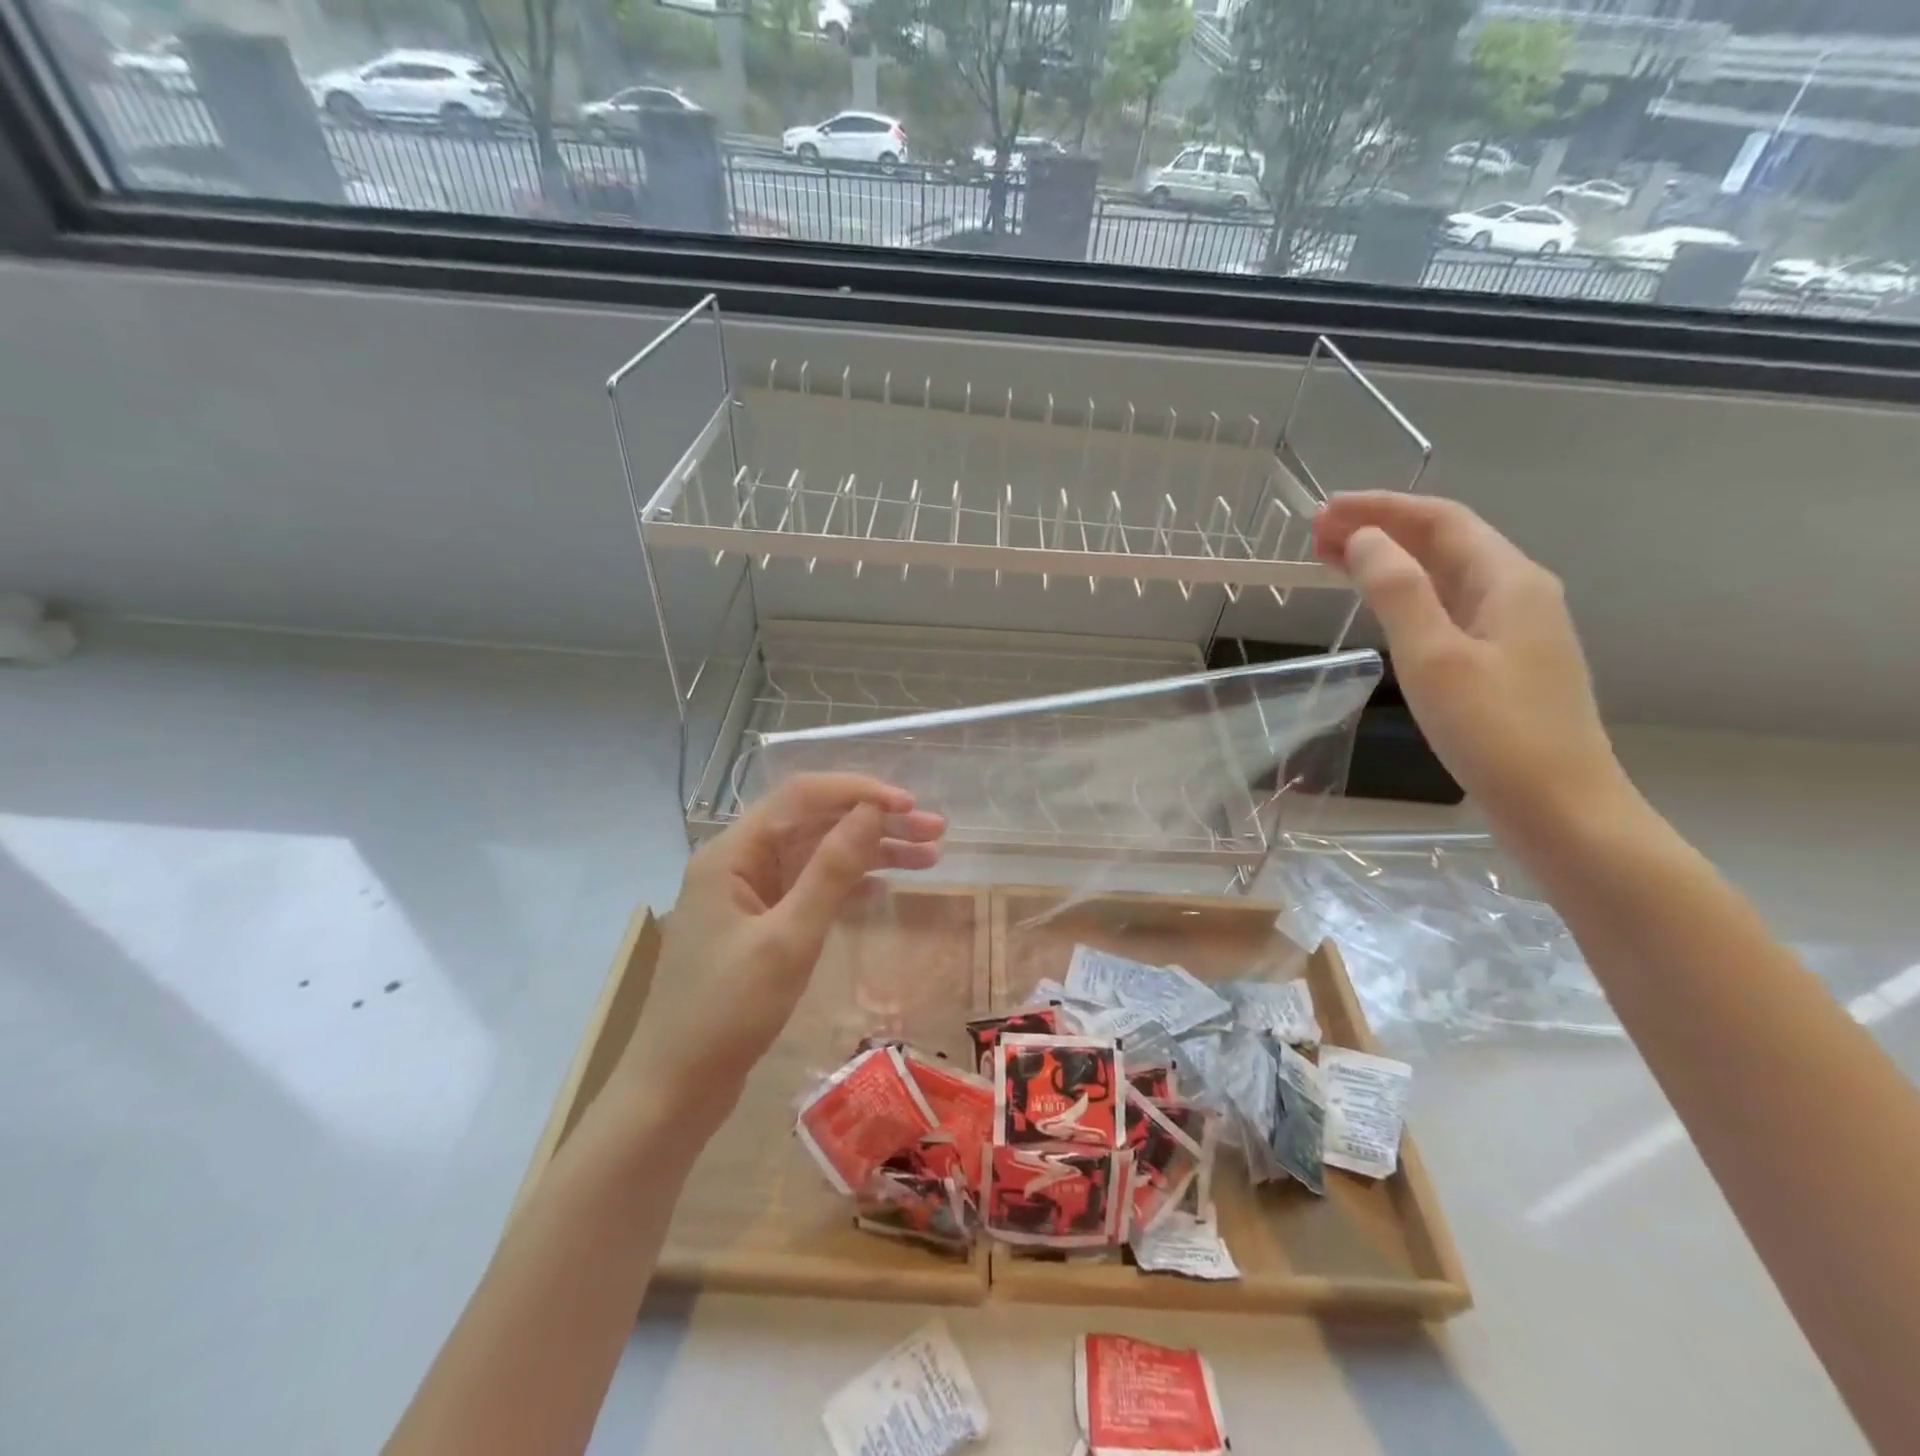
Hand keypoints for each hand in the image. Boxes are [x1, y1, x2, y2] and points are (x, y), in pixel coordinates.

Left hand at [614, 774, 944, 1128]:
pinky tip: (886, 886)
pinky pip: (809, 887)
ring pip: (816, 854)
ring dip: (869, 852)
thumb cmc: (727, 1013)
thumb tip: (872, 811)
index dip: (859, 792)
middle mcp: (738, 861)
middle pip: (813, 822)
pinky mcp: (759, 923)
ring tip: (929, 857)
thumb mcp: (789, 939)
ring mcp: (748, 893)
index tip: (910, 806)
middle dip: (874, 822)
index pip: (801, 796)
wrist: (674, 1090)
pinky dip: (848, 883)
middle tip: (935, 831)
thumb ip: (832, 870)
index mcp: (732, 853)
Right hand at [1313, 493, 1633, 843]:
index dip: (1381, 508)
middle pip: (1444, 543)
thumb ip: (1397, 591)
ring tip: (1332, 561)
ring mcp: (1514, 630)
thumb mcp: (1434, 656)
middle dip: (1380, 530)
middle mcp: (1518, 593)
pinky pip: (1447, 608)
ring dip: (1389, 562)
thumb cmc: (1494, 731)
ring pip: (1444, 576)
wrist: (1560, 809)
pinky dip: (1405, 596)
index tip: (1323, 511)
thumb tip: (1363, 539)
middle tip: (1315, 534)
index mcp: (1510, 581)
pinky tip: (1380, 607)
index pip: (1440, 520)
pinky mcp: (1503, 663)